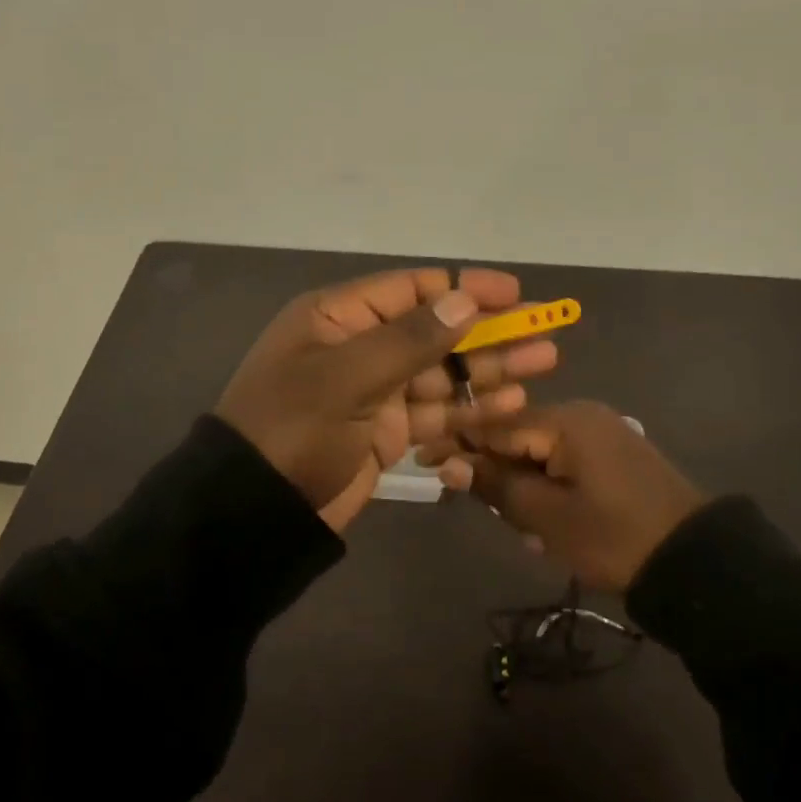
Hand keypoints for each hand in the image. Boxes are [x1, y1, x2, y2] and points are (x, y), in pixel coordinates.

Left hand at [215, 268, 557, 532]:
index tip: (514, 293)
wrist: (254, 512)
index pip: (413, 290)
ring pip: (443, 372)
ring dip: (490, 369)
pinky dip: (471, 407)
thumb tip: (463, 301)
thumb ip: (409, 340)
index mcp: (339, 318)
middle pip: (436, 331)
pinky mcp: (385, 431)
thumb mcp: (347, 377)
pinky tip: (512, 403)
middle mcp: (359, 347)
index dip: (465, 289)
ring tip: (544, 363)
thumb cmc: (294, 429)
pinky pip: (436, 411)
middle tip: (546, 331)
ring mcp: (374, 391)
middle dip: (490, 331)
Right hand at [438, 401, 705, 590]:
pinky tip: (548, 526)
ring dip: (523, 488)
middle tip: (485, 512)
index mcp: (564, 420)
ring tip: (528, 532)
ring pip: (538, 454)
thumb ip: (496, 486)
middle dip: (495, 474)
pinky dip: (548, 489)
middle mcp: (581, 415)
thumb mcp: (547, 517)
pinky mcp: (612, 456)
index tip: (423, 462)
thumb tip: (448, 463)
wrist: (696, 562)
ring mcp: (600, 434)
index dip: (457, 442)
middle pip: (516, 436)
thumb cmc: (615, 537)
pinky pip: (563, 463)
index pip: (494, 423)